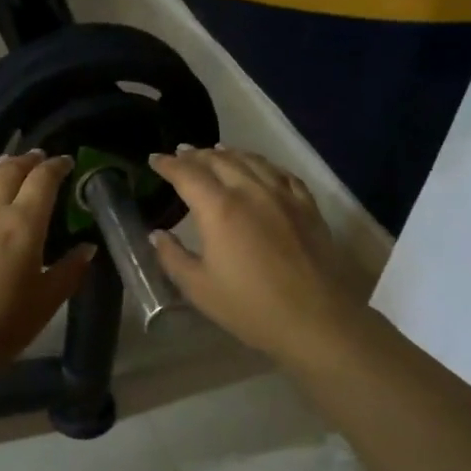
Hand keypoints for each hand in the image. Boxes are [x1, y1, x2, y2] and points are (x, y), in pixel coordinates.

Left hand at [0, 150, 95, 378]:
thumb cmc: (3, 324)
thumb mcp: (47, 301)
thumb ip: (70, 270)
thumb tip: (87, 248)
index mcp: (23, 223)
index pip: (43, 180)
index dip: (56, 166)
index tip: (65, 162)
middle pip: (9, 171)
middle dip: (27, 160)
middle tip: (37, 158)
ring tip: (5, 165)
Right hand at [150, 146, 366, 369]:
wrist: (315, 320)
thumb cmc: (250, 307)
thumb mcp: (199, 288)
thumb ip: (173, 257)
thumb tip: (157, 234)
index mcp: (219, 209)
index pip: (187, 174)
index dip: (168, 164)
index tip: (154, 159)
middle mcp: (251, 191)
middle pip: (219, 160)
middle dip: (196, 155)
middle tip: (181, 153)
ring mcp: (283, 196)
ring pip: (252, 161)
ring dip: (228, 153)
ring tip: (215, 151)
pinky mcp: (307, 206)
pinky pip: (282, 174)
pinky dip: (263, 164)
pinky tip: (260, 167)